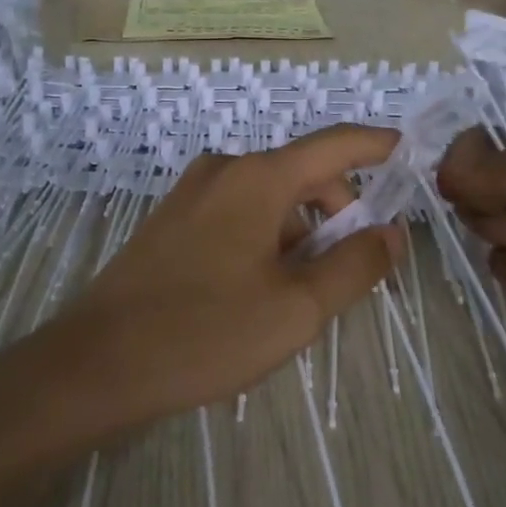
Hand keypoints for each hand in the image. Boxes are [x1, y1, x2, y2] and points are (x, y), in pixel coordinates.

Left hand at [44, 124, 400, 429]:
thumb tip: (392, 232)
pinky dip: (266, 238)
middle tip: (352, 271)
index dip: (376, 145)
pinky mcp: (172, 219)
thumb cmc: (205, 332)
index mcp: (258, 177)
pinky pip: (237, 213)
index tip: (407, 152)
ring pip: (269, 199)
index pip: (335, 144)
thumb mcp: (296, 308)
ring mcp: (192, 192)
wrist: (98, 362)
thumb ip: (354, 265)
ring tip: (299, 296)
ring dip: (300, 233)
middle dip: (339, 211)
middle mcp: (224, 170)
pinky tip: (258, 290)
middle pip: (302, 175)